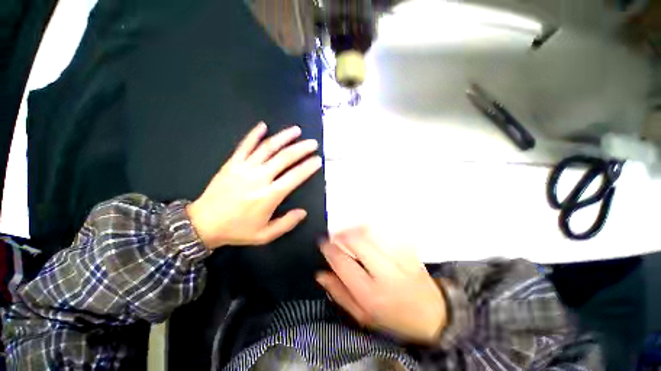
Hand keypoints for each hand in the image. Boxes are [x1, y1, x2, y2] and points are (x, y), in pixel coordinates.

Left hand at [186, 122, 321, 248]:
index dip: (308, 167)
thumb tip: (303, 212)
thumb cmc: (237, 230)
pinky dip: (254, 134)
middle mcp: (259, 178)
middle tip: (313, 143)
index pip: (294, 176)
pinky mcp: (232, 163)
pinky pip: (244, 145)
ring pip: (267, 148)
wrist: (203, 224)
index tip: (318, 160)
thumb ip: (286, 223)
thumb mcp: (265, 235)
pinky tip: (263, 125)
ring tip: (296, 130)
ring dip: (283, 137)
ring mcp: (244, 168)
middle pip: (284, 158)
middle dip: (301, 149)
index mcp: (269, 196)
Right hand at [317, 227, 446, 343]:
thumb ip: (340, 293)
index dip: (329, 249)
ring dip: (354, 228)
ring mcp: (399, 258)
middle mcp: (385, 273)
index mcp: (370, 293)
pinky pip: (385, 231)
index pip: (342, 262)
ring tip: (347, 231)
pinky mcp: (408, 249)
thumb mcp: (362, 315)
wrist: (432, 314)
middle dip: (341, 233)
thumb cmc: (393, 318)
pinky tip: (365, 230)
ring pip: (371, 232)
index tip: (323, 243)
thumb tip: (320, 274)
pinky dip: (371, 228)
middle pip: (357, 241)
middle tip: (334, 234)